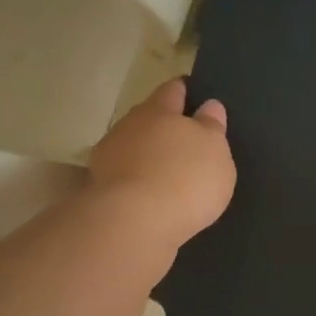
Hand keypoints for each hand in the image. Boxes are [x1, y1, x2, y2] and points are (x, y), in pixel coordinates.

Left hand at [87, 78, 235, 253]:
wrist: (134, 225)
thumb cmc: (184, 178)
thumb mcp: (214, 150)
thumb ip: (212, 127)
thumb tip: (209, 106)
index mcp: (159, 110)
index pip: (173, 90)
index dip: (185, 91)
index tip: (195, 95)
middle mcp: (129, 126)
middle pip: (149, 119)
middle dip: (165, 127)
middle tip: (186, 142)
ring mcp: (109, 158)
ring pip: (134, 149)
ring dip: (148, 158)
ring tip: (169, 176)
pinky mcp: (101, 190)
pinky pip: (126, 179)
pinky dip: (139, 184)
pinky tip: (152, 198)